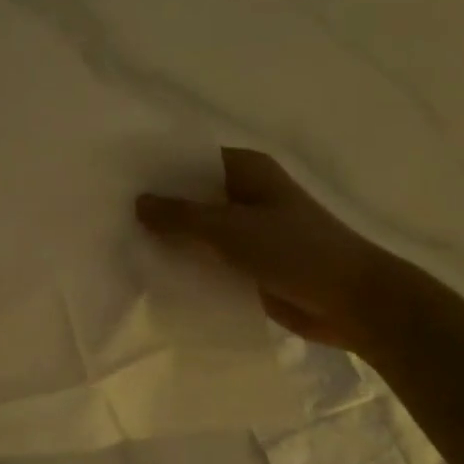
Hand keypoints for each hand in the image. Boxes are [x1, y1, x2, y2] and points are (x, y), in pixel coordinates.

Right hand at [137, 148, 399, 351]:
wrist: (353, 302)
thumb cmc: (295, 251)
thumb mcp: (231, 229)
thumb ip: (181, 216)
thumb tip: (138, 202)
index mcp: (248, 171)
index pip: (192, 161)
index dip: (158, 170)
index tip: (117, 182)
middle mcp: (248, 196)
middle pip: (194, 197)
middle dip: (159, 209)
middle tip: (110, 219)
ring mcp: (251, 233)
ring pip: (201, 232)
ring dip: (172, 241)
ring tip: (122, 248)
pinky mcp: (252, 265)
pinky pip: (211, 260)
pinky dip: (189, 266)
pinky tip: (154, 277)